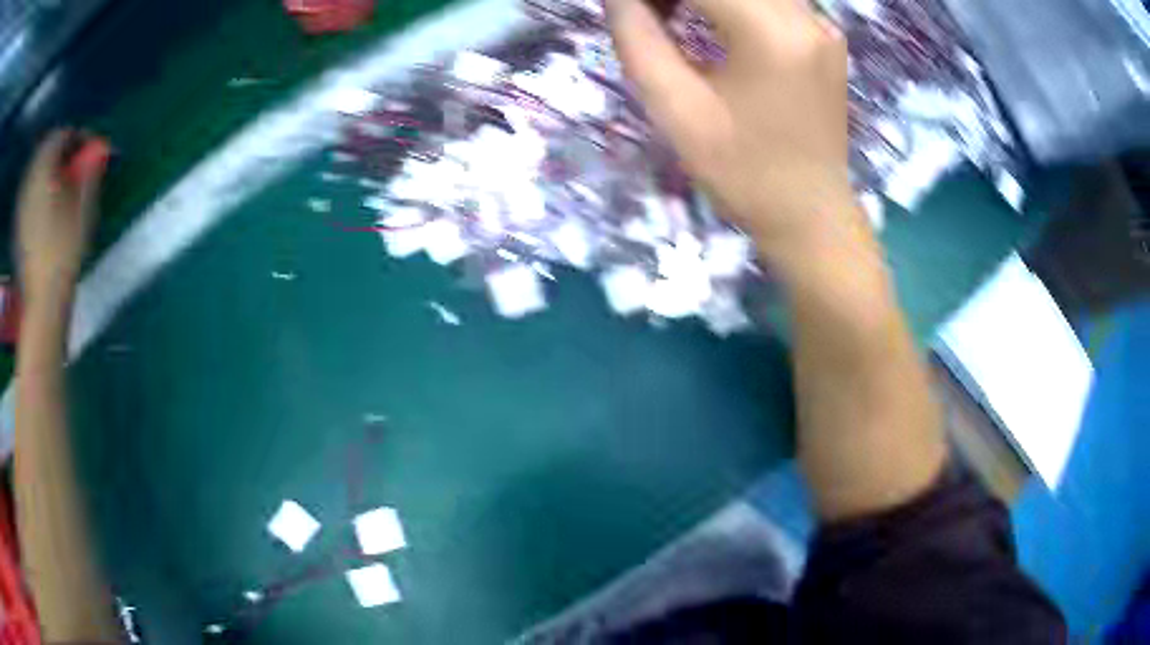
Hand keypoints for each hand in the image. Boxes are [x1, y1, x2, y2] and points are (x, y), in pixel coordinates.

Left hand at [16, 130, 105, 308]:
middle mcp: (30, 180)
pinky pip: (29, 190)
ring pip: (37, 170)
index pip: (62, 135)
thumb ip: (90, 171)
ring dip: (50, 168)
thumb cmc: (64, 253)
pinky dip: (40, 187)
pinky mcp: (19, 224)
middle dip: (62, 151)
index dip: (78, 136)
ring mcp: (22, 204)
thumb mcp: (84, 208)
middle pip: (47, 150)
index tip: (91, 149)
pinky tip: (48, 201)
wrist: (42, 303)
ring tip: (63, 183)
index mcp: (44, 170)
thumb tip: (99, 148)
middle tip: (77, 165)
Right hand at [607, 0, 855, 256]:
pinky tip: (708, 23)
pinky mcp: (826, 37)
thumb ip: (637, 38)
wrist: (811, 215)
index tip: (631, 12)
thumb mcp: (675, 110)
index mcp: (772, 34)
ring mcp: (822, 25)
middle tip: (646, 15)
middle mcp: (807, 17)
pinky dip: (732, 3)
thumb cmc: (743, 174)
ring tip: (668, 16)